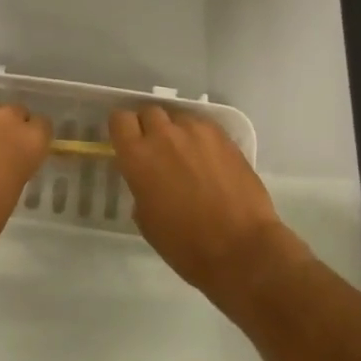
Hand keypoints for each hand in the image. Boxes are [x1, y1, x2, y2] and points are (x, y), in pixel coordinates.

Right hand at [110, 106, 306, 307]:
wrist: (241, 248)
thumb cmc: (186, 245)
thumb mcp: (146, 220)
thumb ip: (140, 186)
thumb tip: (147, 178)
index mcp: (138, 156)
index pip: (120, 119)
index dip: (123, 130)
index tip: (128, 144)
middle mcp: (164, 135)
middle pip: (149, 111)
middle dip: (149, 127)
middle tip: (157, 151)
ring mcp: (196, 131)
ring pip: (178, 116)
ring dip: (176, 131)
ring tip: (186, 154)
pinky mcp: (223, 136)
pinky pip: (202, 125)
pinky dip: (199, 137)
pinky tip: (208, 159)